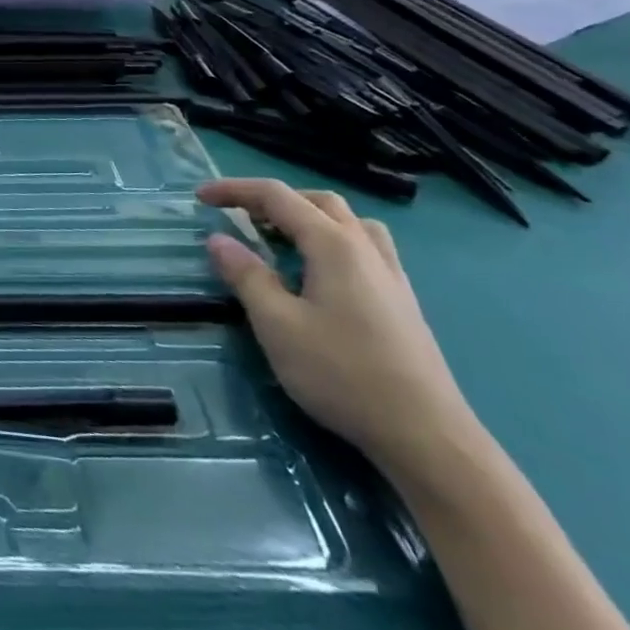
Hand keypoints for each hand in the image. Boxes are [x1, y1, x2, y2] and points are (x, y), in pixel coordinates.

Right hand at [198, 178, 477, 478]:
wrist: (429, 439)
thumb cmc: (343, 375)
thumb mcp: (277, 325)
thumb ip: (246, 276)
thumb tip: (218, 239)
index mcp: (332, 244)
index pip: (276, 196)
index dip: (234, 190)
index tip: (200, 198)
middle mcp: (364, 248)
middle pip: (316, 201)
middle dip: (273, 200)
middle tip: (241, 218)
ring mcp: (391, 275)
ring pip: (348, 221)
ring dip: (309, 216)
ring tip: (283, 239)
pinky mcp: (403, 302)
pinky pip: (366, 246)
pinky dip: (334, 240)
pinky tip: (323, 274)